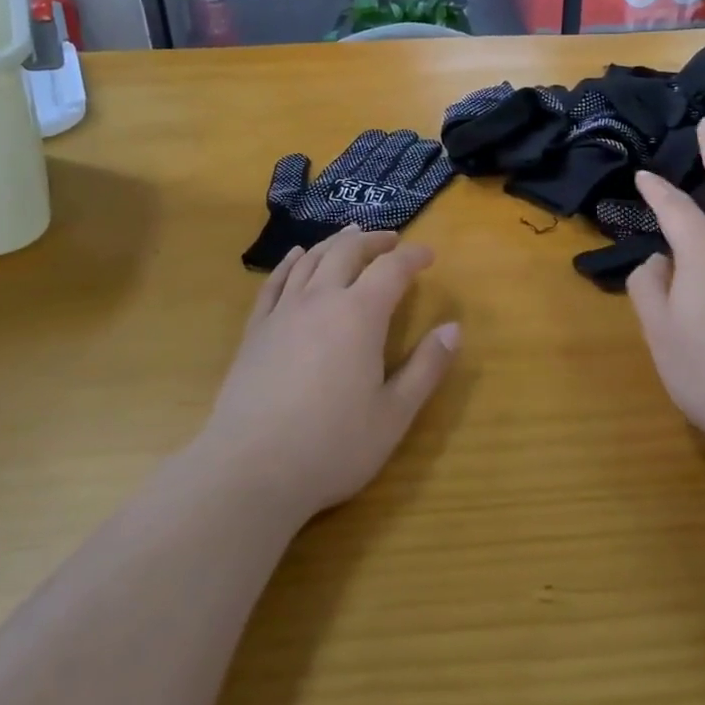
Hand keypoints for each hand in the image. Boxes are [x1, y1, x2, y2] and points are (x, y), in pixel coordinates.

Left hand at [199, 228, 458, 522]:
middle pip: (348, 252)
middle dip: (373, 241)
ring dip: (335, 242)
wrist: (251, 469)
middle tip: (392, 240)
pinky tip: (297, 256)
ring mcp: (282, 312)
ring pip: (311, 260)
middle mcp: (320, 300)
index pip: (391, 270)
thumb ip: (426, 367)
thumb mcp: (394, 414)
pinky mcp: (255, 330)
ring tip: (350, 235)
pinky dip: (290, 262)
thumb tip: (453, 328)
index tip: (428, 255)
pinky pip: (274, 281)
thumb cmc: (332, 446)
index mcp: (359, 315)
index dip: (412, 257)